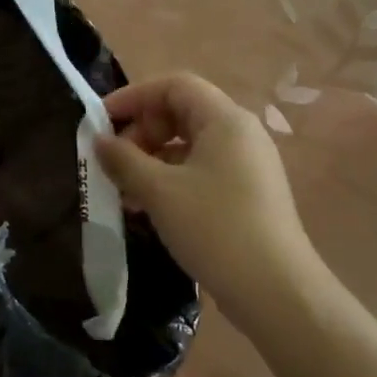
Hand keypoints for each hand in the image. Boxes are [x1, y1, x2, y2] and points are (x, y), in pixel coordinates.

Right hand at [96, 73, 324, 339]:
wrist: (276, 291)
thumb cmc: (215, 229)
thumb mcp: (160, 192)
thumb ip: (124, 160)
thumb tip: (100, 141)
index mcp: (225, 120)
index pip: (174, 85)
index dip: (134, 97)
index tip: (101, 122)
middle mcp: (241, 134)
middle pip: (182, 112)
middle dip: (142, 131)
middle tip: (115, 162)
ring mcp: (248, 165)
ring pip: (190, 145)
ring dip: (153, 160)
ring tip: (125, 192)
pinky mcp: (248, 194)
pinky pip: (202, 170)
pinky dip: (172, 179)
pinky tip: (150, 209)